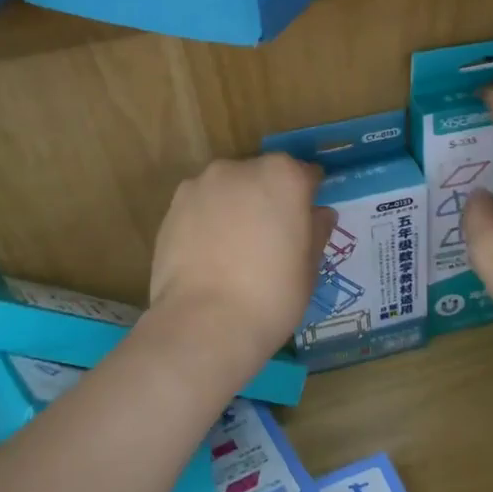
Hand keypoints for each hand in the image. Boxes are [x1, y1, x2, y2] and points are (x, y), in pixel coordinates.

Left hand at [150, 155, 337, 365]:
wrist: (204, 323)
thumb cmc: (272, 295)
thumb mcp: (309, 267)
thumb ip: (316, 230)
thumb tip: (319, 214)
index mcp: (282, 176)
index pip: (304, 175)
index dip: (307, 198)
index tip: (305, 222)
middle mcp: (241, 168)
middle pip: (262, 176)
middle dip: (267, 199)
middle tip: (269, 240)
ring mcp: (202, 184)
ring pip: (228, 190)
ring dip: (234, 207)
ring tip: (233, 250)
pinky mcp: (173, 206)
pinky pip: (200, 207)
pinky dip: (206, 221)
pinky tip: (208, 255)